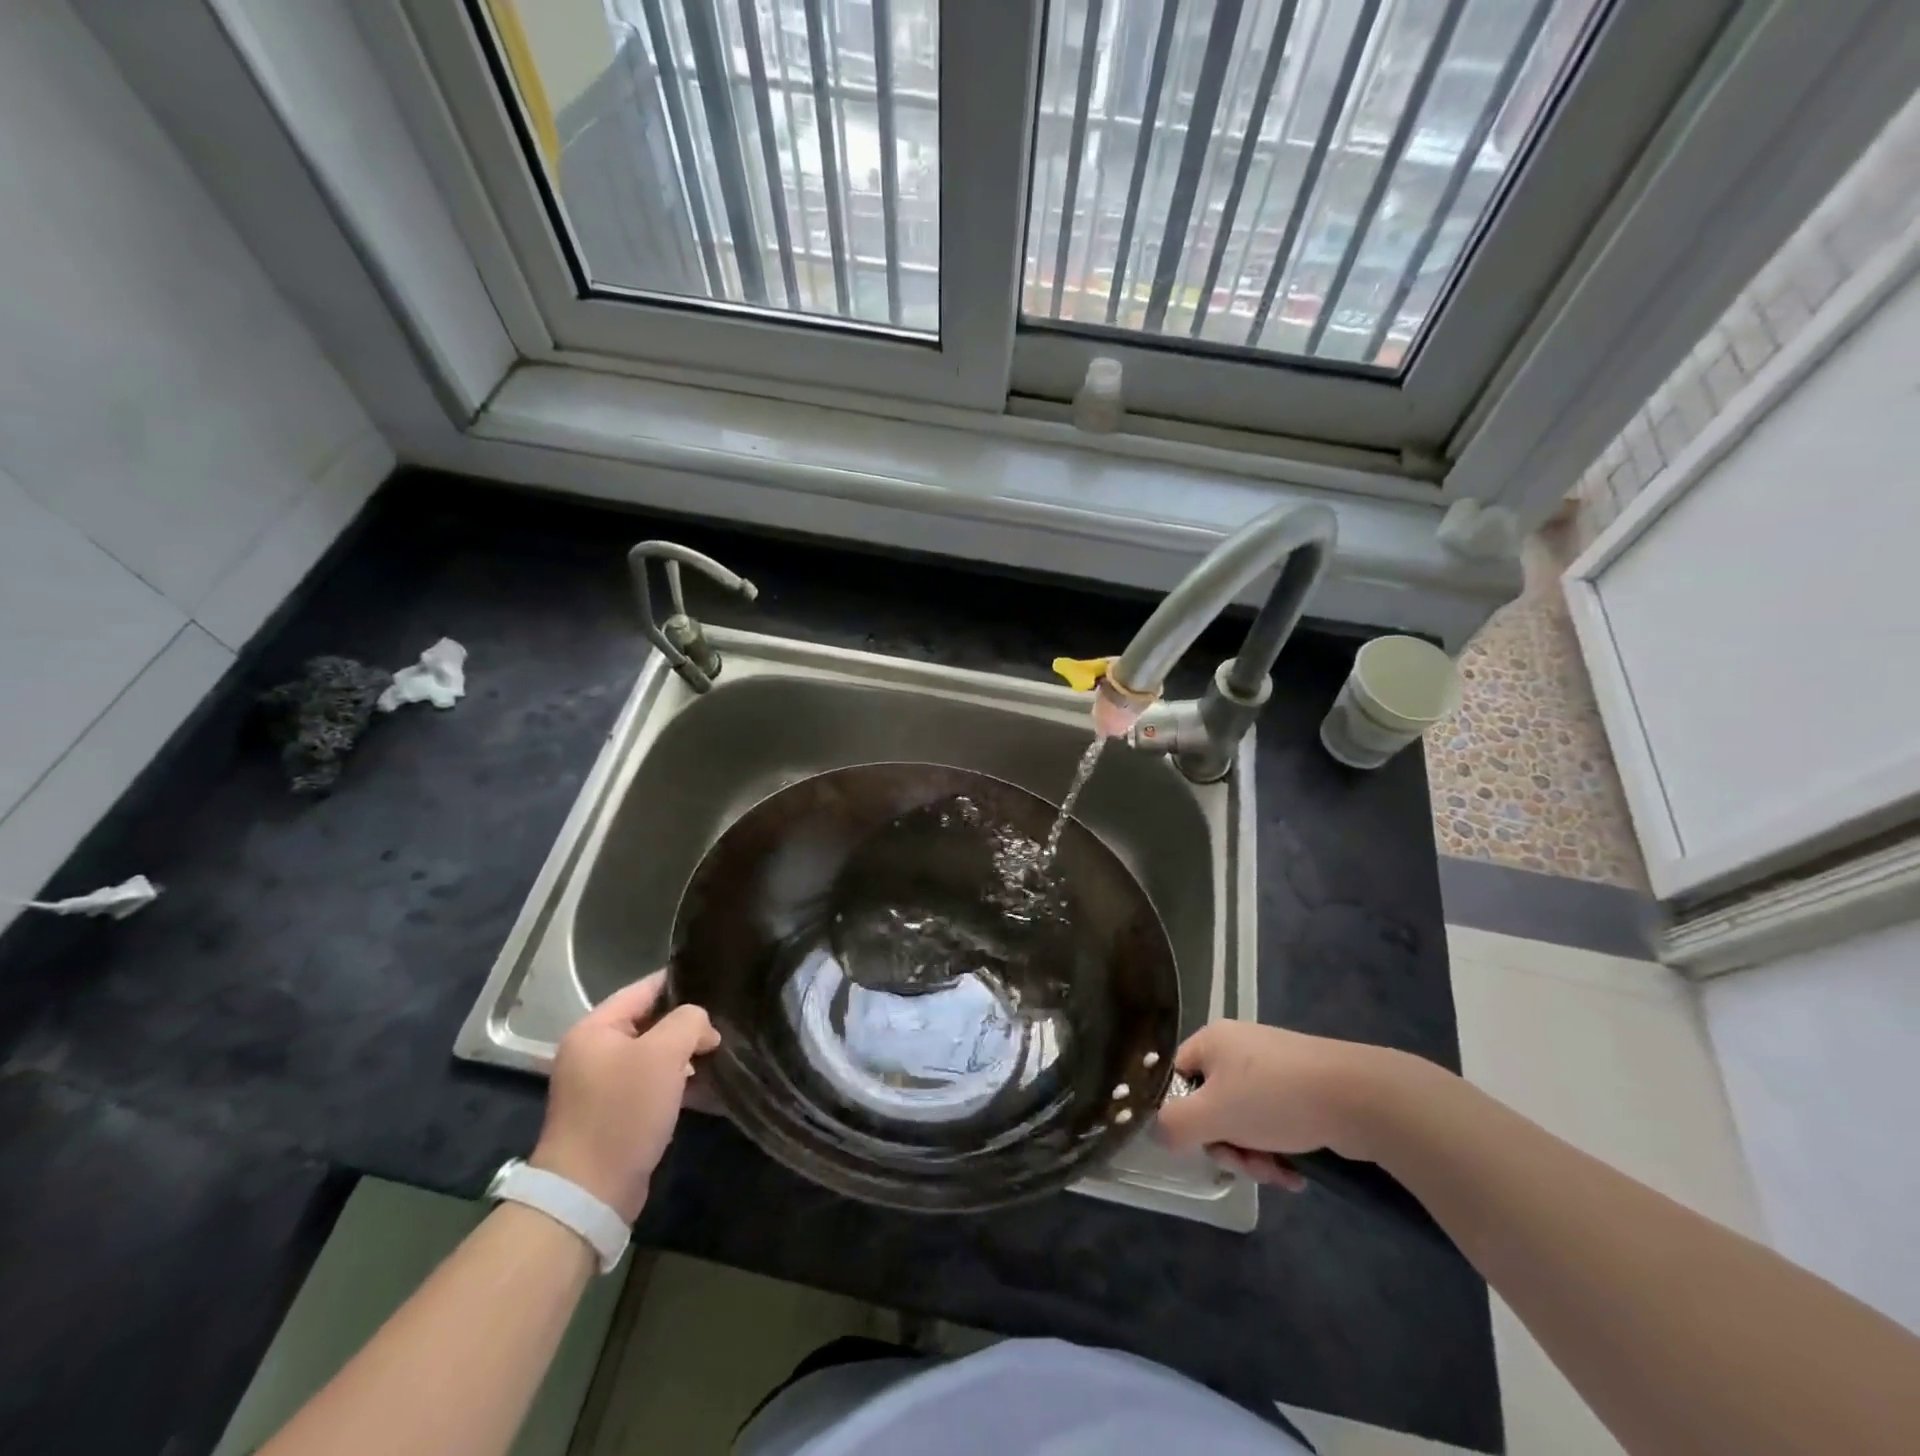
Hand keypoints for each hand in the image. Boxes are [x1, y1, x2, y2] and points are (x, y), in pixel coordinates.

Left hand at [530, 972, 719, 1221]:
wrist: (590, 1193)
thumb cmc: (624, 1111)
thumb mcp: (663, 1054)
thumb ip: (689, 1022)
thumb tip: (703, 1027)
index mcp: (595, 1029)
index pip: (645, 989)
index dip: (682, 983)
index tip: (718, 983)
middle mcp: (593, 1051)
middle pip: (650, 1021)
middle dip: (687, 1023)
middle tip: (725, 1023)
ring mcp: (602, 1084)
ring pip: (654, 1054)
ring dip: (685, 1054)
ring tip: (721, 1053)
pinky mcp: (614, 1113)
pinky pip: (651, 1083)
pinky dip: (676, 1081)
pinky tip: (706, 1084)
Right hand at [1155, 1021, 1407, 1190]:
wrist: (1357, 1097)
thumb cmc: (1274, 1098)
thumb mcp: (1212, 1114)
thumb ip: (1173, 1124)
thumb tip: (1158, 1132)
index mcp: (1212, 1041)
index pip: (1177, 1077)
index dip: (1182, 1113)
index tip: (1201, 1142)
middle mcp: (1239, 1049)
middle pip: (1212, 1105)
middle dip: (1227, 1144)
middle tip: (1246, 1162)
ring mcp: (1274, 1069)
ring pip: (1245, 1121)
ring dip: (1255, 1155)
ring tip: (1277, 1172)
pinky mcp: (1304, 1090)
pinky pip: (1275, 1124)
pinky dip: (1280, 1151)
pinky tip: (1296, 1173)